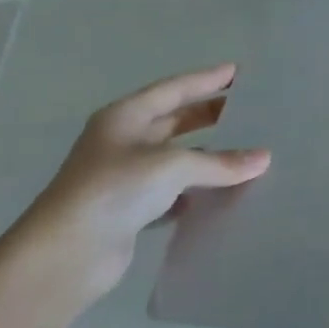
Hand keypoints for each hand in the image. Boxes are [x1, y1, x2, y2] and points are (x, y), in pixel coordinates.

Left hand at [7, 66, 271, 302]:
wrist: (64, 255)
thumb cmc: (114, 190)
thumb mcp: (173, 166)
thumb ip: (220, 162)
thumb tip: (264, 159)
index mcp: (125, 117)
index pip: (174, 89)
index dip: (206, 80)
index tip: (238, 72)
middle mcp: (123, 142)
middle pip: (174, 121)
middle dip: (209, 115)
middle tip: (248, 110)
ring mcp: (125, 177)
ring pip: (176, 158)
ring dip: (206, 157)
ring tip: (245, 152)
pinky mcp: (130, 210)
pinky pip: (173, 193)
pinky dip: (196, 192)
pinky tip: (221, 195)